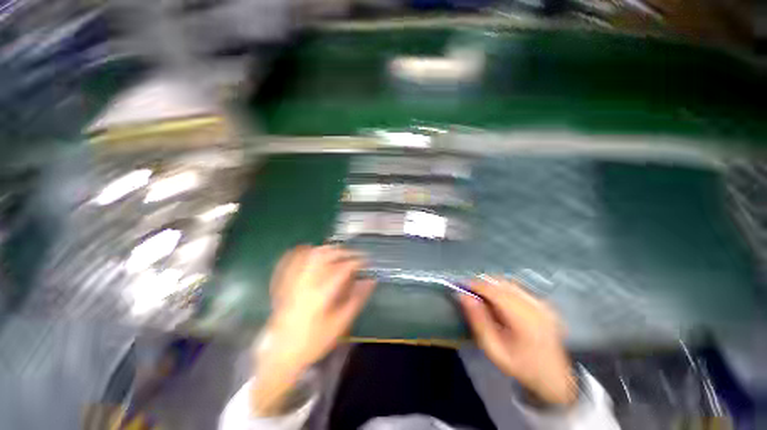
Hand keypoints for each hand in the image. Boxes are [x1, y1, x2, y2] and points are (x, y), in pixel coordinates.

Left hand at [250, 245, 375, 414]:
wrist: (281, 355)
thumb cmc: (313, 342)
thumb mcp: (340, 324)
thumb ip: (356, 299)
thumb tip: (371, 281)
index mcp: (322, 293)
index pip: (343, 268)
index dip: (357, 261)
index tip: (366, 261)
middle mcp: (306, 282)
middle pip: (326, 255)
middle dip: (343, 251)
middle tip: (354, 256)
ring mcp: (292, 281)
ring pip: (309, 254)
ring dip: (325, 249)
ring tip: (337, 252)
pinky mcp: (283, 284)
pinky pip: (290, 261)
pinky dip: (300, 252)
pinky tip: (307, 249)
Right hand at [459, 277, 576, 405]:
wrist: (554, 377)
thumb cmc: (520, 366)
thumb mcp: (493, 349)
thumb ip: (478, 321)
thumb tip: (464, 296)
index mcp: (524, 319)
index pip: (495, 291)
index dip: (476, 284)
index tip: (461, 285)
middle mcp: (535, 306)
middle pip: (502, 283)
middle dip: (483, 283)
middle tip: (470, 291)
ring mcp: (542, 303)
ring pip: (510, 282)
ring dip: (492, 285)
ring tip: (482, 295)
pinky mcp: (543, 303)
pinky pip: (518, 288)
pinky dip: (503, 289)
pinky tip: (498, 300)